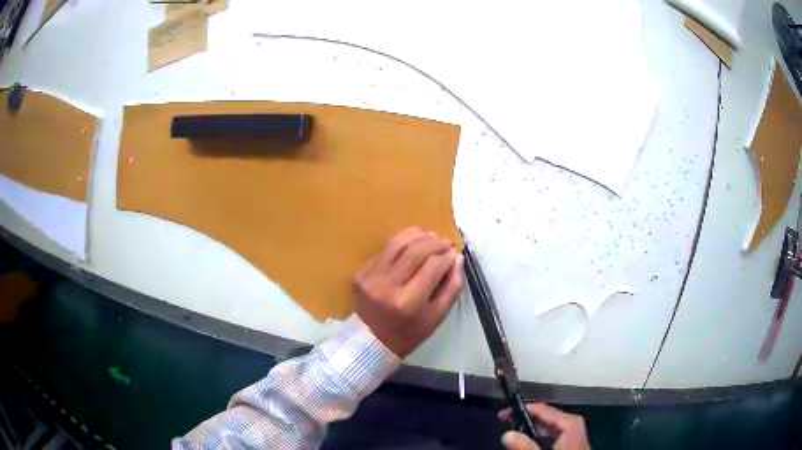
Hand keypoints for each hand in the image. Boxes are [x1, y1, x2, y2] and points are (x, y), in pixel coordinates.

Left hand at [354, 228, 463, 356]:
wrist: (372, 341)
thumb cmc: (409, 333)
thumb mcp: (437, 317)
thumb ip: (452, 288)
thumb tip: (457, 258)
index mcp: (408, 303)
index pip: (433, 267)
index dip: (447, 257)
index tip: (454, 255)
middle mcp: (387, 287)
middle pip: (415, 251)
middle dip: (435, 242)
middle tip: (446, 243)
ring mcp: (370, 278)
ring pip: (397, 243)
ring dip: (418, 235)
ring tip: (431, 237)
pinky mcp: (361, 273)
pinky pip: (384, 250)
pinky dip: (401, 242)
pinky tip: (413, 243)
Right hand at [499, 403, 589, 449]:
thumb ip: (526, 447)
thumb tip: (505, 434)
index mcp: (569, 422)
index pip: (541, 409)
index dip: (520, 410)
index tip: (501, 415)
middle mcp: (571, 423)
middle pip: (543, 418)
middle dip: (523, 422)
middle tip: (504, 427)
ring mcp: (571, 433)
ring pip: (546, 428)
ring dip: (529, 432)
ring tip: (513, 438)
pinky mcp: (568, 442)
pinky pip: (549, 436)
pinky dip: (537, 439)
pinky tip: (528, 445)